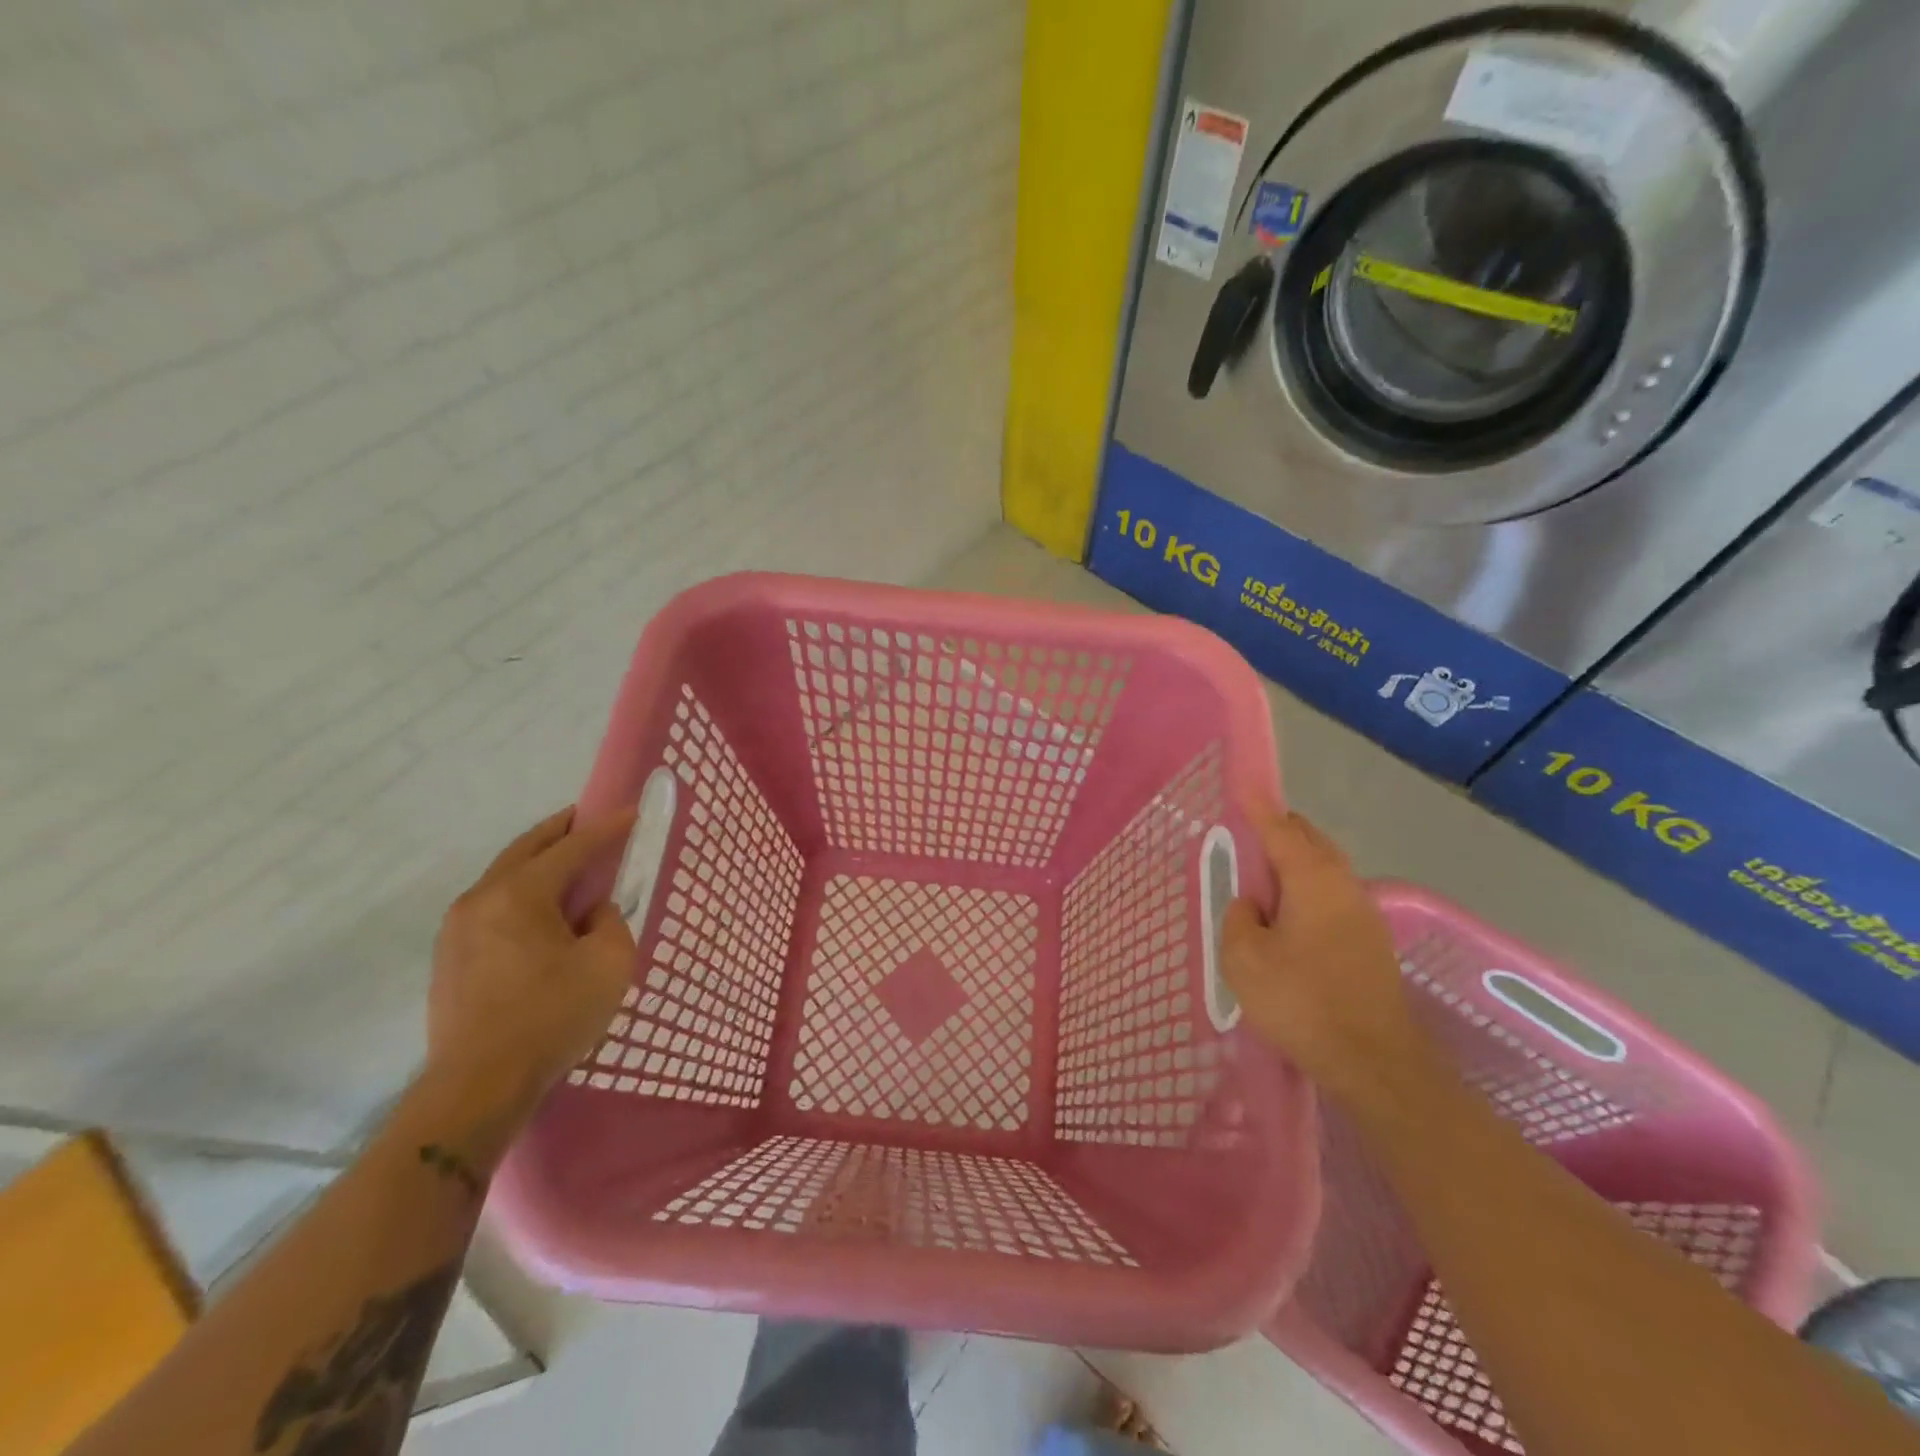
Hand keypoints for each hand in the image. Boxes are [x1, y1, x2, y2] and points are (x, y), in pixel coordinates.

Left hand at [426, 806, 638, 1130]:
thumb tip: (594, 914)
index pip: (570, 848)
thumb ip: (611, 923)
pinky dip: (520, 894)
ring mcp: (457, 930)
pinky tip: (540, 913)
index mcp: (519, 894)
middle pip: (525, 850)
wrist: (478, 1086)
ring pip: (503, 878)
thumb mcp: (608, 963)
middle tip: (587, 819)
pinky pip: (492, 908)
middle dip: (559, 831)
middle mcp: (480, 900)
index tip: (630, 812)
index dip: (605, 828)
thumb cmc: (551, 1016)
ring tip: (567, 865)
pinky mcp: (449, 960)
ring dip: (536, 863)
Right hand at [1221, 807, 1430, 1104]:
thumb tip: (1253, 905)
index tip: (1244, 784)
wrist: (1375, 1063)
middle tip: (1247, 838)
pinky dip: (1309, 889)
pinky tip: (1291, 917)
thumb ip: (1240, 918)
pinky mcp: (1372, 942)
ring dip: (1295, 862)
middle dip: (1279, 830)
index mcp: (1312, 878)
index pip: (1279, 828)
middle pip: (1310, 840)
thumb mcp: (1244, 959)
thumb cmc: (1302, 1002)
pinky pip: (1334, 895)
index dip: (1258, 806)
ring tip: (1264, 880)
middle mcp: (1344, 885)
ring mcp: (1365, 914)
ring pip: (1326, 868)